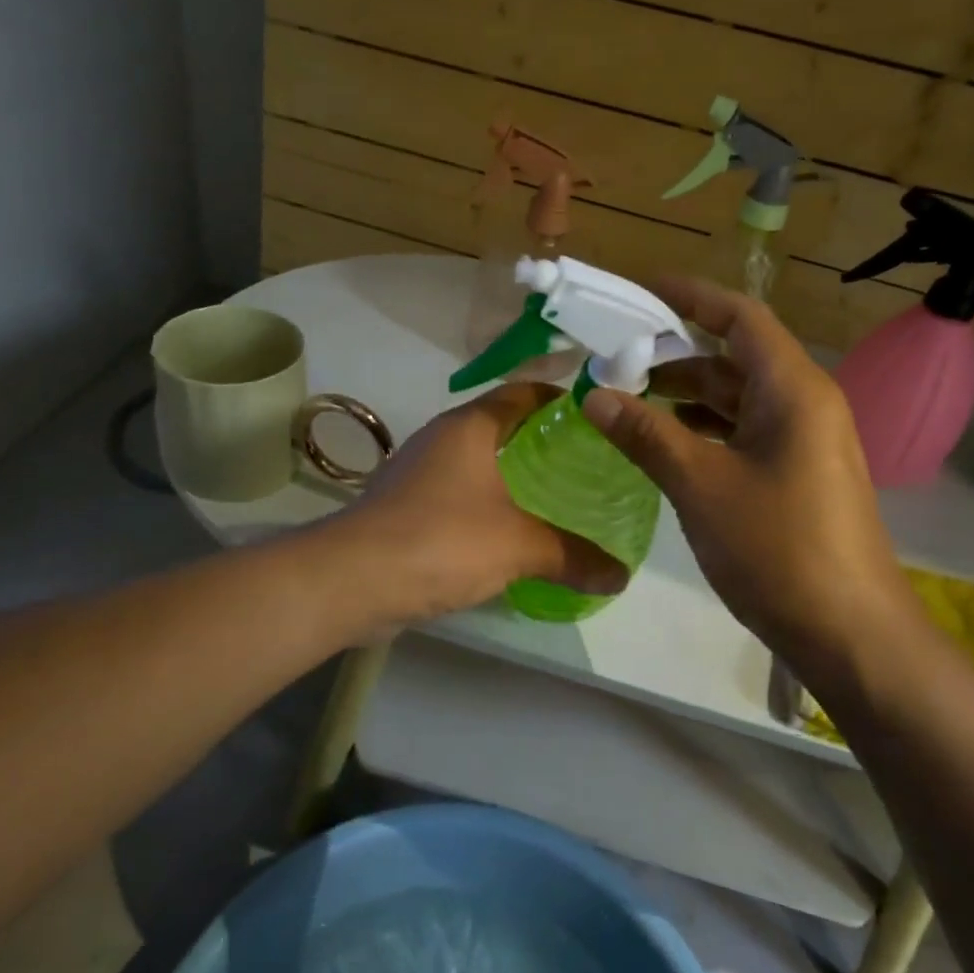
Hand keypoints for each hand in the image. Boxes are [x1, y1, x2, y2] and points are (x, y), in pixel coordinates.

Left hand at [336, 383, 628, 624]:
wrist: (351, 579)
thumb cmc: (441, 540)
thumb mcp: (518, 546)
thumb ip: (572, 556)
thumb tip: (622, 576)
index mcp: (470, 427)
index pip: (522, 393)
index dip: (559, 398)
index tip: (596, 416)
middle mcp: (442, 439)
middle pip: (500, 425)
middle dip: (540, 440)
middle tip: (585, 462)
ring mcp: (418, 471)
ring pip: (476, 461)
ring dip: (510, 474)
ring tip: (555, 496)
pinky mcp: (404, 505)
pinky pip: (457, 493)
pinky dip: (485, 503)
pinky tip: (508, 532)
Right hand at [580, 277, 913, 655]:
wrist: (851, 634)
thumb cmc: (778, 548)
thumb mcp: (701, 485)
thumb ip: (646, 434)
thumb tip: (593, 394)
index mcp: (793, 389)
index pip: (739, 317)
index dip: (690, 297)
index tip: (640, 291)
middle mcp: (805, 403)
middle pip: (736, 355)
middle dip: (677, 351)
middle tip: (618, 355)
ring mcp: (805, 440)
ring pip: (739, 397)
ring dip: (687, 393)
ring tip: (630, 397)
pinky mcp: (799, 473)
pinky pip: (745, 431)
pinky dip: (705, 427)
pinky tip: (666, 441)